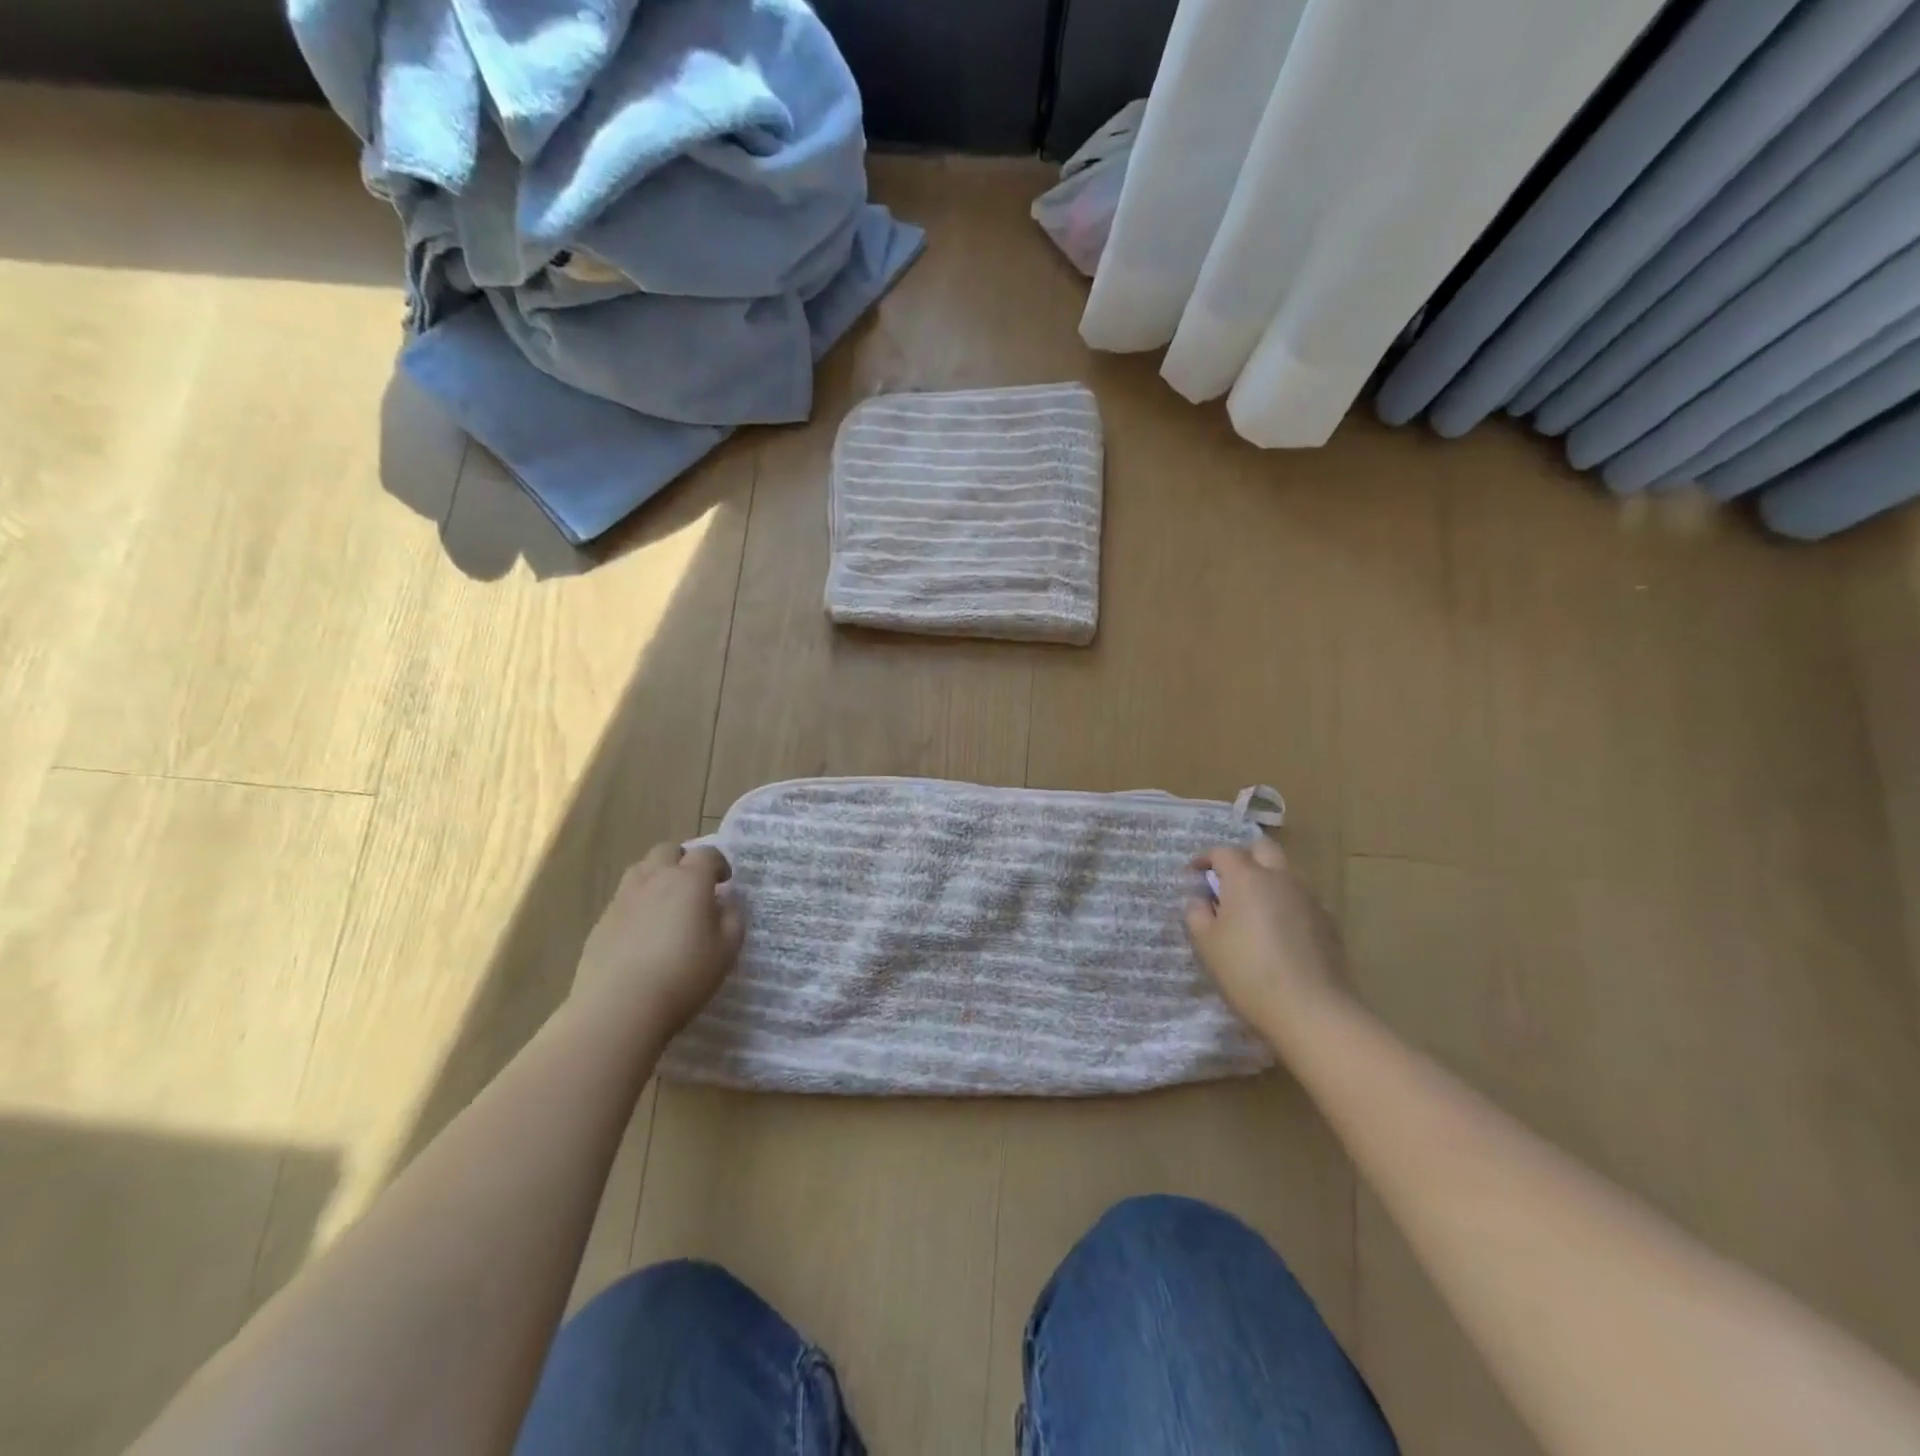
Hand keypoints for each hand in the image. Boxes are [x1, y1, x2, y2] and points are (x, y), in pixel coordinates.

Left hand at [571, 844, 743, 1038]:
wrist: (619, 1007)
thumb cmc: (684, 974)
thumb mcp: (727, 949)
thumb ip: (733, 918)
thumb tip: (727, 903)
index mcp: (689, 880)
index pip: (707, 854)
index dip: (719, 864)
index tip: (725, 881)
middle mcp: (654, 879)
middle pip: (667, 851)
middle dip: (683, 860)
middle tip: (694, 886)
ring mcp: (623, 898)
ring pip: (641, 870)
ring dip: (657, 876)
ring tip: (667, 904)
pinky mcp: (602, 921)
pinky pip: (624, 898)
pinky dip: (638, 903)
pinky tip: (643, 932)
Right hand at [1184, 837, 1346, 1042]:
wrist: (1311, 1009)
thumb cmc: (1247, 972)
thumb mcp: (1206, 944)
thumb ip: (1196, 914)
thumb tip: (1200, 900)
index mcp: (1247, 878)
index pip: (1223, 852)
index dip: (1205, 859)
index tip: (1194, 873)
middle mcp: (1280, 878)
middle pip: (1263, 849)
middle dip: (1243, 857)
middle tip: (1227, 881)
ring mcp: (1308, 899)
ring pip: (1285, 874)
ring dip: (1266, 881)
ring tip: (1252, 910)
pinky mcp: (1328, 923)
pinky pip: (1300, 900)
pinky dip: (1285, 905)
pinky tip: (1277, 934)